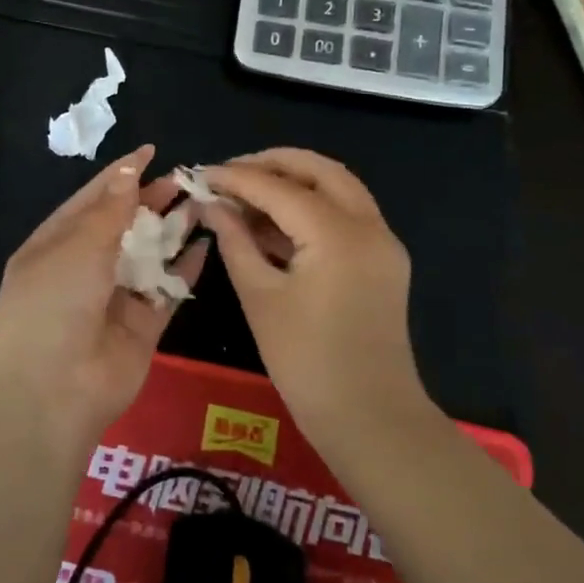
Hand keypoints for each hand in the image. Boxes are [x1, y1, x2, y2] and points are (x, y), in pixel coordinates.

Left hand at [0, 145, 207, 446]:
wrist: (52, 391)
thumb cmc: (54, 304)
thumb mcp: (77, 246)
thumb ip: (110, 211)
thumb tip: (128, 171)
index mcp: (55, 244)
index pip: (91, 200)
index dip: (120, 175)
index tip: (150, 152)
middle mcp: (83, 268)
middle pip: (123, 225)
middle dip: (151, 201)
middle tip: (185, 178)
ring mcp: (113, 298)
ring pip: (149, 256)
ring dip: (172, 231)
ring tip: (202, 204)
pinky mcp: (141, 326)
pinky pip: (166, 290)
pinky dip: (185, 270)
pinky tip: (206, 246)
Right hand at [201, 149, 424, 446]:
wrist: (370, 419)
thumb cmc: (306, 361)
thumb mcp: (260, 297)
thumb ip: (234, 241)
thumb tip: (212, 205)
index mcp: (338, 233)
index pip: (279, 187)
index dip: (235, 178)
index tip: (200, 174)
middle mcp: (369, 225)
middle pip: (319, 170)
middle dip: (272, 163)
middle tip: (229, 173)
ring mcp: (383, 243)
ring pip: (338, 189)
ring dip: (294, 183)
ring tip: (246, 194)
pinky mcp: (383, 262)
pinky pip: (346, 216)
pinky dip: (311, 208)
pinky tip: (273, 222)